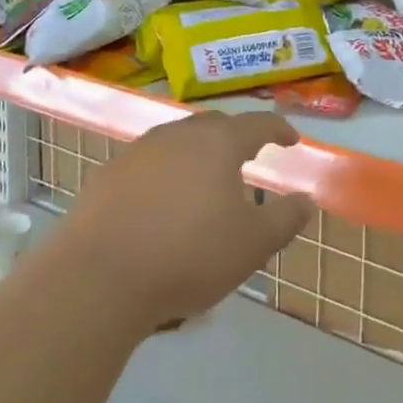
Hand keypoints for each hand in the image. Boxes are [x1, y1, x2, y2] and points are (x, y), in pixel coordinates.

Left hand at [65, 111, 310, 328]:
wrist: (97, 278)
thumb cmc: (188, 256)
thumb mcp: (252, 245)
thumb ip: (285, 219)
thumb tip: (305, 200)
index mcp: (217, 143)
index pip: (257, 124)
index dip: (278, 129)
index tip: (291, 140)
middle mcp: (178, 135)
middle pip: (214, 126)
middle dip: (235, 137)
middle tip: (248, 157)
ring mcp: (137, 152)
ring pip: (177, 142)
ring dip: (197, 154)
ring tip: (205, 180)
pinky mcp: (107, 175)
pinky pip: (147, 164)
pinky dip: (164, 174)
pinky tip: (162, 203)